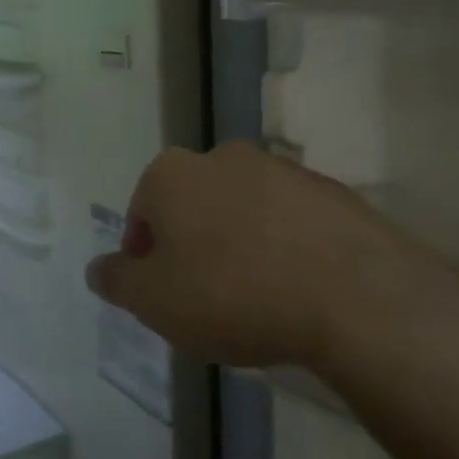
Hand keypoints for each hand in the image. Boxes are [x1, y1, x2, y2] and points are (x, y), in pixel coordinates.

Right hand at [85, 142, 458, 375]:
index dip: (144, 258)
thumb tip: (99, 269)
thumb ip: (116, 281)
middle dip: (192, 247)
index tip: (162, 297)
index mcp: (171, 174)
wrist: (358, 299)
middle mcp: (223, 157)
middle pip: (192, 207)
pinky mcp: (335, 193)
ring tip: (255, 299)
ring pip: (243, 212)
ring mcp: (284, 170)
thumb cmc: (233, 294)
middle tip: (204, 298)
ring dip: (239, 245)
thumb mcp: (153, 301)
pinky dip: (286, 249)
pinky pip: (292, 223)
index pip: (141, 215)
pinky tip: (297, 291)